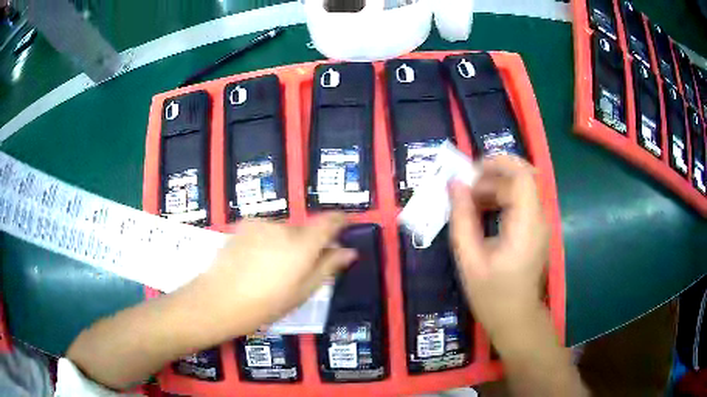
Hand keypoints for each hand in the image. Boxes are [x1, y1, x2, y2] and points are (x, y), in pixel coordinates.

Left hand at [180, 213, 355, 336]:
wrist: (219, 299)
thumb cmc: (267, 303)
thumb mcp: (303, 291)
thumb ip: (328, 267)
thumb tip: (348, 251)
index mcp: (303, 244)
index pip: (330, 221)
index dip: (341, 220)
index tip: (345, 225)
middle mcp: (284, 227)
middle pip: (305, 229)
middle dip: (308, 243)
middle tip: (299, 268)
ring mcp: (261, 224)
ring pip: (283, 230)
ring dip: (286, 242)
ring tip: (272, 268)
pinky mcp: (243, 225)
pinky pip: (265, 230)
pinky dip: (268, 240)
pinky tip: (255, 261)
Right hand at [449, 155, 548, 332]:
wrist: (516, 319)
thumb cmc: (492, 296)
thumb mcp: (470, 260)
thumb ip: (462, 219)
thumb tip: (455, 185)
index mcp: (526, 225)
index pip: (522, 177)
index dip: (497, 164)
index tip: (470, 172)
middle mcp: (539, 219)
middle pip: (523, 177)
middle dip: (493, 173)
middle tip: (467, 187)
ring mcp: (540, 224)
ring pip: (522, 187)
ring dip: (496, 185)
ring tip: (470, 200)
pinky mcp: (536, 230)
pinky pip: (521, 201)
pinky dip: (501, 198)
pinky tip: (483, 210)